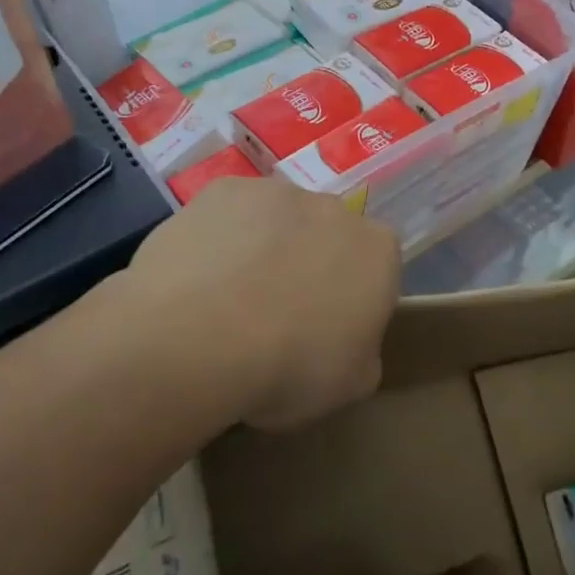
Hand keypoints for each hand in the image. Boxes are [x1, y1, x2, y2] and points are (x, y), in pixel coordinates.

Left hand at [120, 176, 400, 429]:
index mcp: (378, 251)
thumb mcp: (350, 385)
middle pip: (327, 237)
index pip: (376, 270)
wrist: (199, 338)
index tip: (326, 333)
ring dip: (263, 249)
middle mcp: (334, 208)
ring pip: (276, 221)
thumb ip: (362, 352)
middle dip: (309, 266)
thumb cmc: (289, 367)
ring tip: (227, 301)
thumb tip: (349, 341)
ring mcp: (276, 192)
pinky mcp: (223, 189)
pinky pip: (228, 215)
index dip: (351, 301)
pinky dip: (218, 239)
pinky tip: (196, 279)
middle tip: (277, 316)